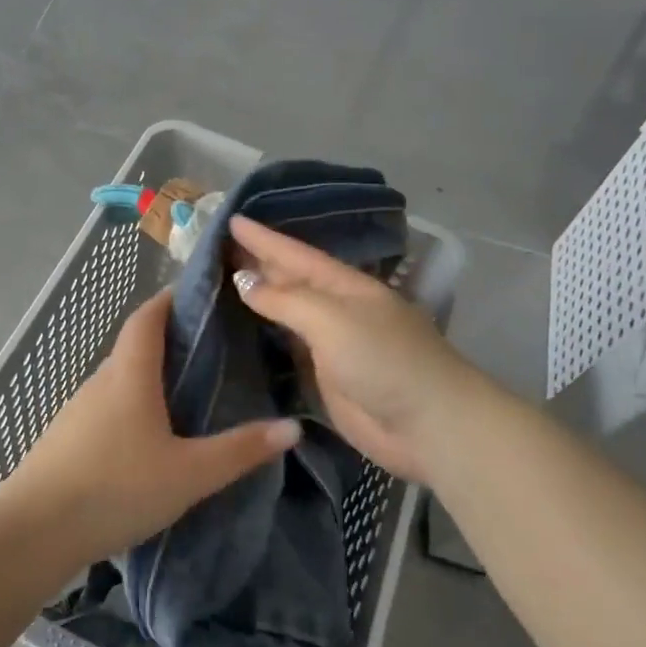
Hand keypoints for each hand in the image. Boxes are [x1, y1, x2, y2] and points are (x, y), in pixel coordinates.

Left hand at [0, 289, 300, 564]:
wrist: (33, 532)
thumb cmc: (116, 488)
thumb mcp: (189, 474)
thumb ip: (240, 451)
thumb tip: (292, 427)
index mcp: (130, 374)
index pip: (147, 317)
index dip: (169, 299)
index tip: (199, 295)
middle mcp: (101, 381)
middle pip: (134, 346)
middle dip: (168, 340)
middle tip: (209, 349)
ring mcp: (77, 410)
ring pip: (119, 380)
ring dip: (148, 376)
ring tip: (185, 392)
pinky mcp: (65, 438)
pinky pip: (106, 408)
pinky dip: (130, 406)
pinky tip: (147, 436)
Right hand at [228, 214, 489, 484]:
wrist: (428, 426)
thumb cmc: (384, 360)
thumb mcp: (333, 319)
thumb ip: (286, 299)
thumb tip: (244, 280)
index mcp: (345, 286)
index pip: (295, 254)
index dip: (263, 239)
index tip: (231, 220)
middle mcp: (337, 309)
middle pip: (291, 280)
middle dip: (258, 263)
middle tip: (217, 248)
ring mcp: (332, 344)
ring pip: (287, 314)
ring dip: (259, 298)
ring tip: (221, 282)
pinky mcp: (326, 377)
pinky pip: (288, 349)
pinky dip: (265, 336)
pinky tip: (243, 329)